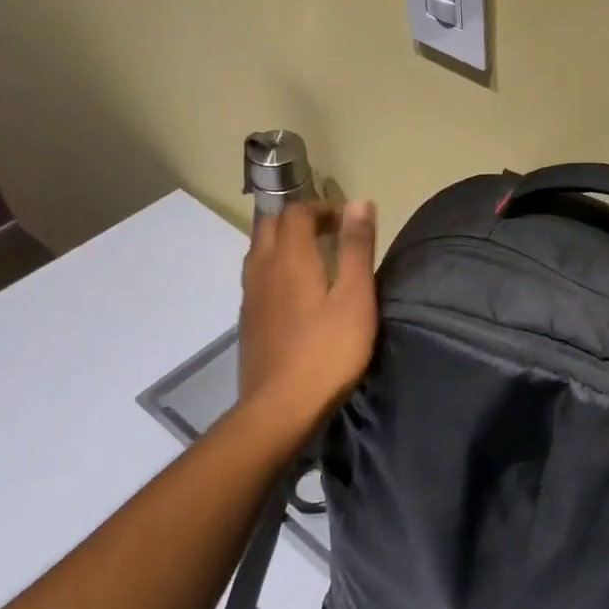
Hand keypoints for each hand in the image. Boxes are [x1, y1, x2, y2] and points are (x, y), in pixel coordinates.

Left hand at [235, 200, 377, 433]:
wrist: (281, 406)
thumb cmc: (329, 349)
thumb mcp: (356, 296)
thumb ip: (356, 247)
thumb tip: (359, 202)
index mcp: (290, 257)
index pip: (297, 211)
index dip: (322, 207)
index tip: (348, 220)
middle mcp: (263, 268)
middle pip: (271, 225)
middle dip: (300, 218)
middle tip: (332, 232)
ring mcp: (250, 294)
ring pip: (259, 249)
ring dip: (285, 241)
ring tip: (316, 256)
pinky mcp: (248, 318)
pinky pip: (257, 274)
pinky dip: (277, 265)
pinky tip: (297, 290)